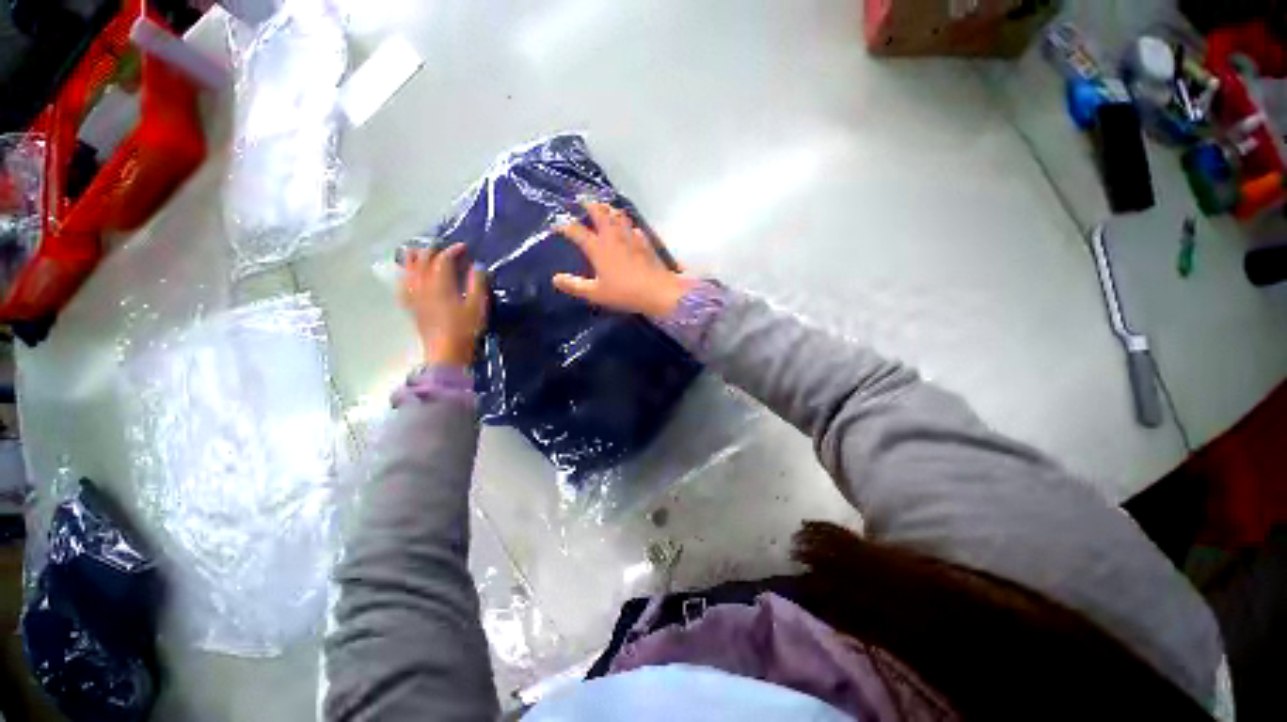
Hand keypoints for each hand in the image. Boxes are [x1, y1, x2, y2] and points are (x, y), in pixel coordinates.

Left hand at [400, 244, 487, 366]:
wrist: (446, 351)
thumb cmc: (465, 329)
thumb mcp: (477, 306)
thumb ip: (477, 283)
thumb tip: (477, 266)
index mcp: (440, 284)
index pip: (442, 259)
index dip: (453, 250)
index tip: (464, 247)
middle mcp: (422, 286)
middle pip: (421, 260)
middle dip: (432, 249)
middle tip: (445, 248)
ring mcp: (413, 295)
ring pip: (407, 269)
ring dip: (414, 257)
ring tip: (422, 252)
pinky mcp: (410, 306)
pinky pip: (402, 284)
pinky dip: (405, 274)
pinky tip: (408, 274)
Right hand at [552, 201, 692, 317]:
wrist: (657, 291)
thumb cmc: (624, 292)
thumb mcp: (595, 293)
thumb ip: (575, 285)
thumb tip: (555, 279)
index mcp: (598, 249)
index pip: (577, 232)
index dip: (565, 226)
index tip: (558, 225)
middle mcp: (613, 238)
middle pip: (601, 214)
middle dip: (591, 205)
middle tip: (584, 200)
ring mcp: (631, 238)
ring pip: (619, 216)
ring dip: (610, 209)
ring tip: (605, 207)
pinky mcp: (645, 243)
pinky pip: (634, 227)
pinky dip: (628, 224)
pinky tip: (629, 228)